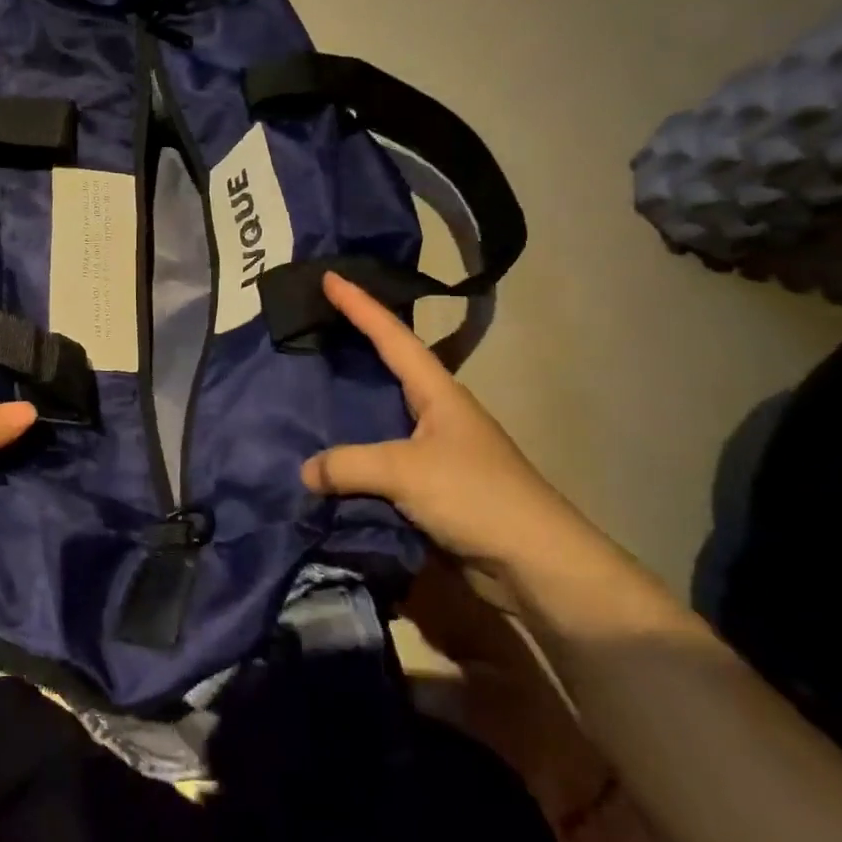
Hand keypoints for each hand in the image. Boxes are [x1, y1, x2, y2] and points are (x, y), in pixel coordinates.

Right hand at [300, 271, 591, 577]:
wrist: (536, 565)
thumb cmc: (477, 496)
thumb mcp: (406, 471)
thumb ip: (349, 464)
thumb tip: (305, 470)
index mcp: (438, 392)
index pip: (392, 336)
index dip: (360, 305)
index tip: (329, 276)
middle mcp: (436, 412)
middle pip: (389, 366)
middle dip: (355, 343)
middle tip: (315, 324)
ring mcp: (435, 449)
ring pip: (382, 414)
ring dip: (350, 402)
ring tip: (310, 386)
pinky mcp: (431, 486)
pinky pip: (381, 458)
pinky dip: (354, 452)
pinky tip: (328, 454)